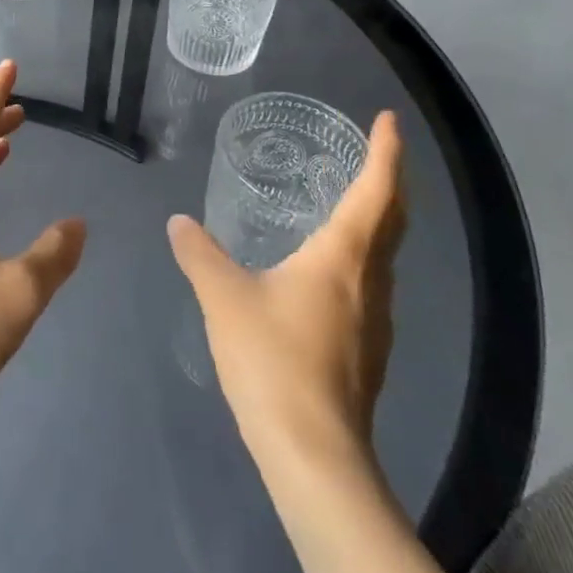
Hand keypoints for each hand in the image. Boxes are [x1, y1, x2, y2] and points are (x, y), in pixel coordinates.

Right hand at [168, 112, 405, 467]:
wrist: (314, 453)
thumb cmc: (272, 359)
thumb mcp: (224, 297)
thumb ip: (200, 254)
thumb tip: (178, 222)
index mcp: (343, 257)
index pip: (375, 191)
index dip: (385, 152)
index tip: (388, 120)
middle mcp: (370, 282)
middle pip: (394, 220)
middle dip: (390, 180)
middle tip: (374, 152)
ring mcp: (376, 321)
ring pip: (386, 255)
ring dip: (378, 220)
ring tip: (350, 202)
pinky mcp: (369, 352)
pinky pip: (372, 284)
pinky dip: (362, 256)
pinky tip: (329, 270)